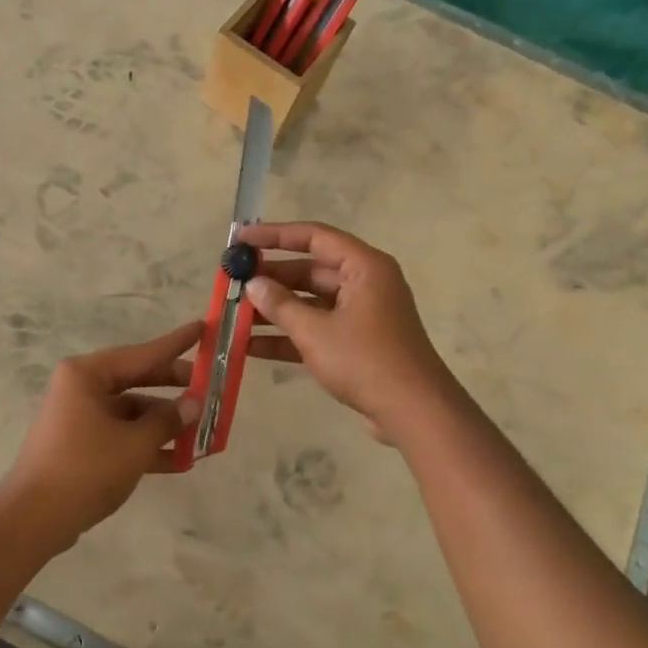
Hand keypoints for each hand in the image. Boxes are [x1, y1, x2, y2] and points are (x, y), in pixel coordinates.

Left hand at [0, 322, 203, 551]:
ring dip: (163, 423)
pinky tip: (178, 460)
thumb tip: (194, 404)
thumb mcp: (134, 444)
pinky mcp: (79, 444)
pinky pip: (120, 434)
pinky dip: (146, 444)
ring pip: (130, 411)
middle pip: (136, 380)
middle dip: (173, 388)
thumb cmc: (85, 469)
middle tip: (209, 387)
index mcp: (87, 374)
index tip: (204, 328)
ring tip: (201, 430)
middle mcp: (80, 388)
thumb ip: (167, 421)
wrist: (34, 519)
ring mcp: (78, 417)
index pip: (142, 353)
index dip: (176, 343)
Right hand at [239, 222, 460, 441]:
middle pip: (310, 270)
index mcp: (364, 267)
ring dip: (275, 310)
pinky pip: (317, 328)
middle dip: (271, 278)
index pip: (314, 236)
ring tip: (235, 315)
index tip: (241, 239)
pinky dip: (289, 335)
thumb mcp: (316, 331)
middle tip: (233, 283)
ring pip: (310, 302)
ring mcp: (362, 314)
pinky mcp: (357, 342)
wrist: (414, 412)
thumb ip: (281, 305)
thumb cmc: (365, 360)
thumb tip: (253, 284)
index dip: (275, 235)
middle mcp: (365, 283)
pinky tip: (251, 347)